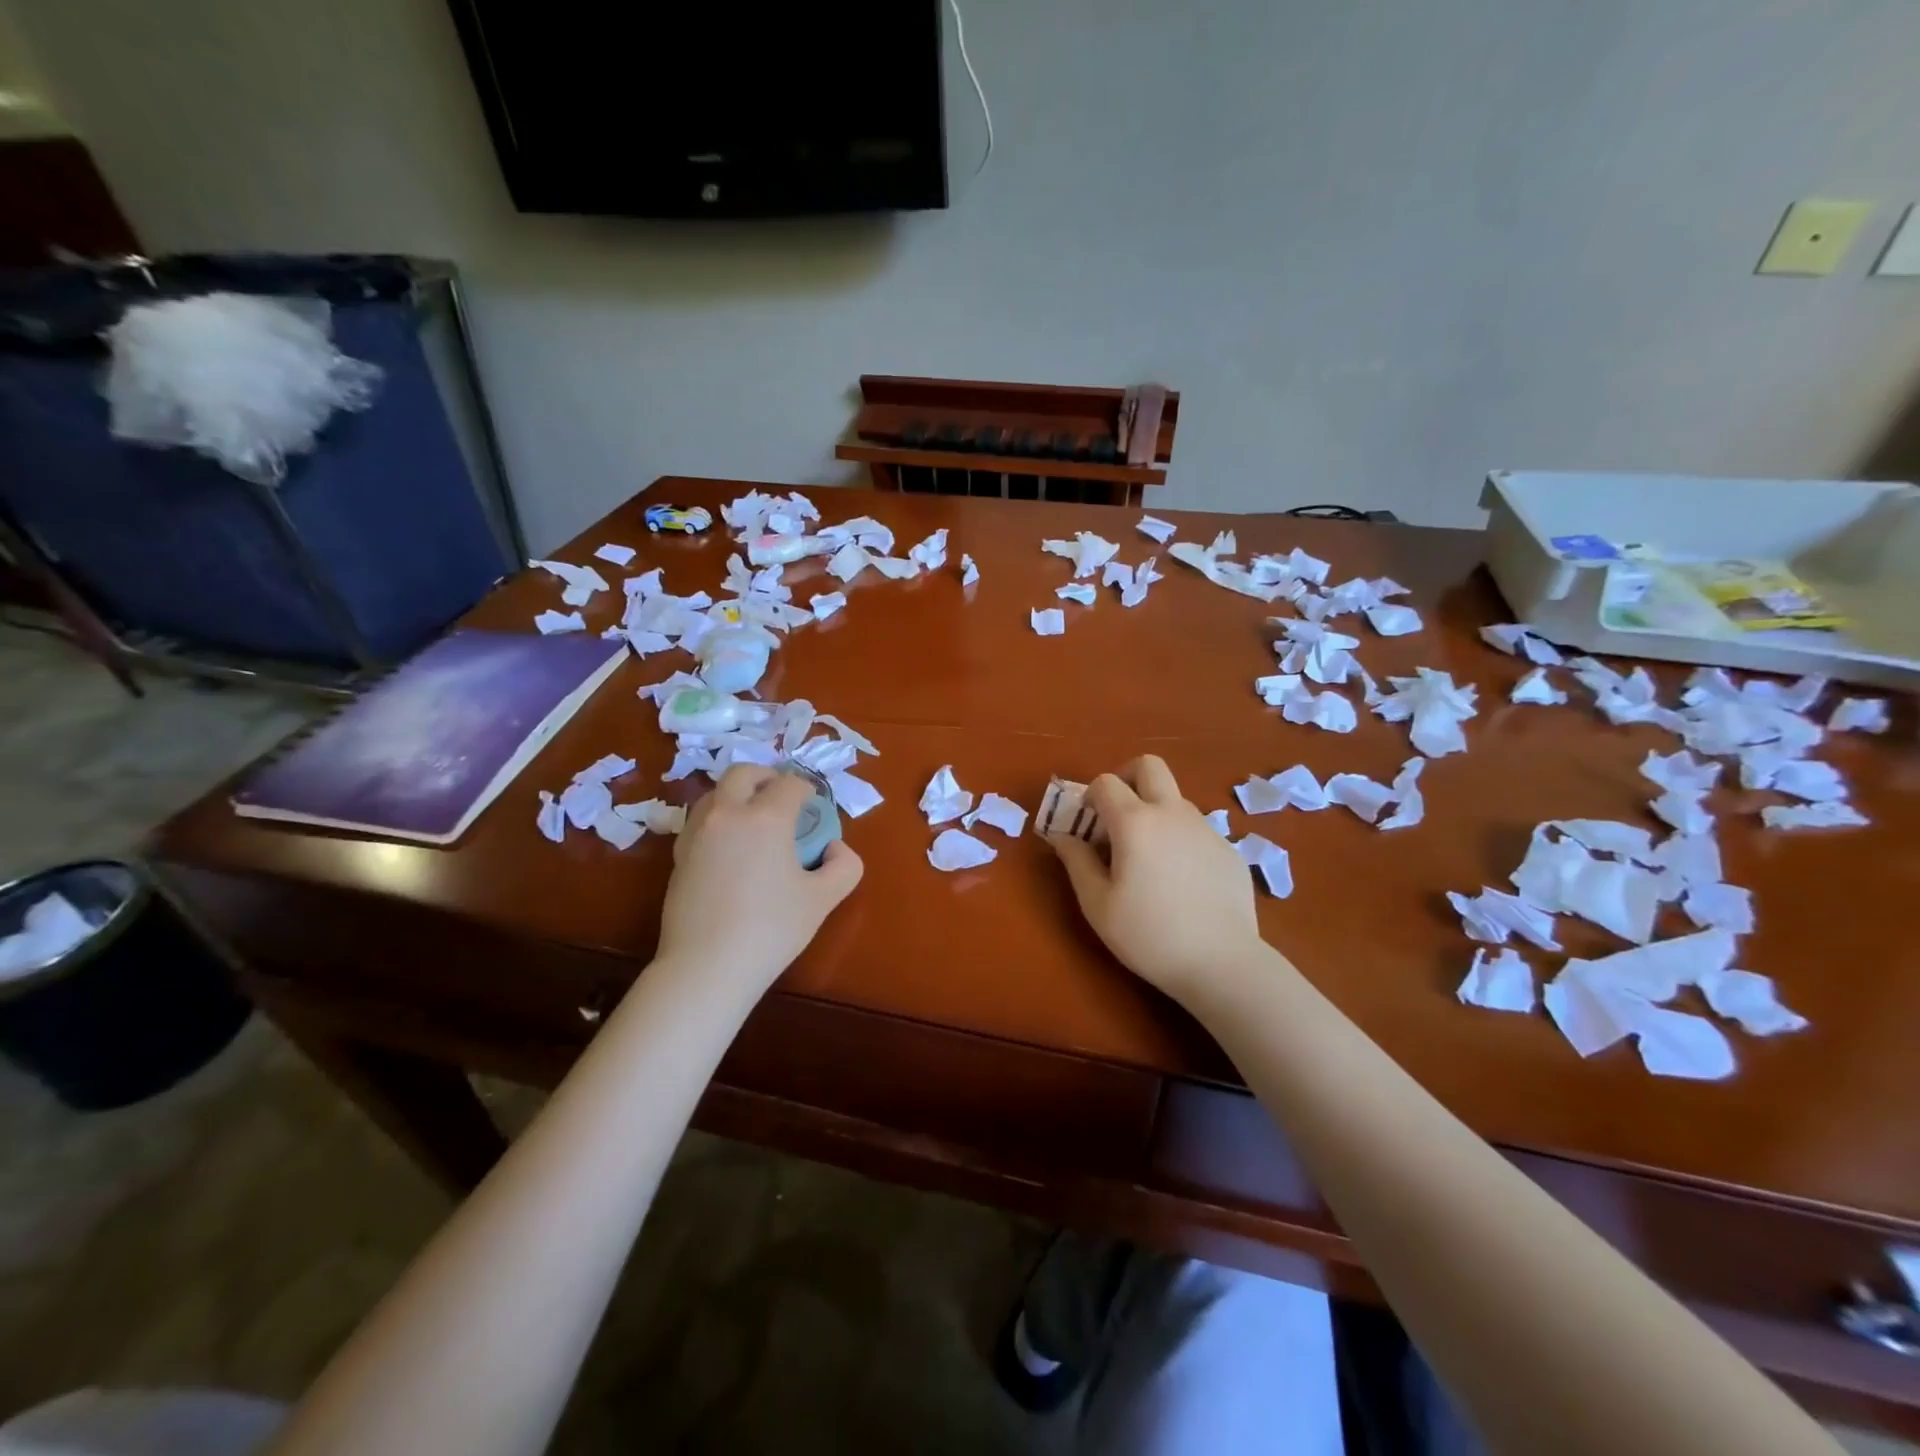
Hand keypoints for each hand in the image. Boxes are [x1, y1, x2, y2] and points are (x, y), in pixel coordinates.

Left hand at [657, 766, 862, 993]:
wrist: (707, 966)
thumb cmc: (771, 929)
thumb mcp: (823, 899)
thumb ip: (844, 866)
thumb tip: (833, 848)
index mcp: (765, 817)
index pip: (790, 784)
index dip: (807, 790)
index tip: (814, 805)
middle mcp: (727, 814)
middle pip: (743, 773)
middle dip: (767, 777)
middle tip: (782, 798)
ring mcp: (697, 833)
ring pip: (715, 793)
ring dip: (738, 795)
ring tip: (754, 820)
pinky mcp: (679, 856)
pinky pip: (700, 820)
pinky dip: (719, 819)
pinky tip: (731, 848)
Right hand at [1048, 756, 1266, 1002]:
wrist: (1222, 963)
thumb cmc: (1149, 935)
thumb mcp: (1098, 904)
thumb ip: (1076, 862)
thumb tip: (1061, 836)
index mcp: (1135, 822)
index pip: (1105, 782)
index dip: (1090, 797)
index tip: (1087, 825)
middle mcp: (1172, 813)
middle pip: (1149, 766)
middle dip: (1126, 778)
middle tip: (1117, 814)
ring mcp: (1206, 828)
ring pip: (1175, 799)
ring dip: (1155, 811)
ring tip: (1148, 858)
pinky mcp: (1229, 849)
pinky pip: (1197, 829)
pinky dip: (1180, 839)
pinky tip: (1181, 882)